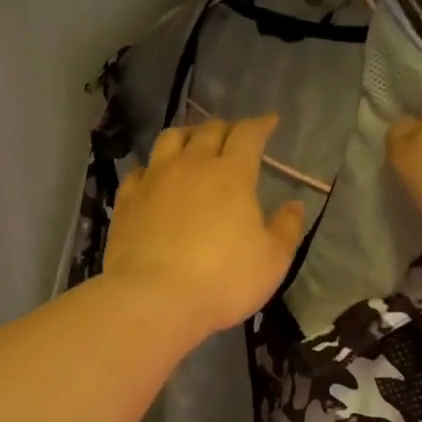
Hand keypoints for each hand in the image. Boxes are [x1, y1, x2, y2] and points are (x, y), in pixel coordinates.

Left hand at [103, 116, 308, 337]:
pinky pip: (140, 170)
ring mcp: (154, 180)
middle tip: (234, 136)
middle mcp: (192, 165)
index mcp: (232, 174)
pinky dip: (153, 167)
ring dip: (187, 135)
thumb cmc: (223, 281)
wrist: (155, 298)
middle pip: (209, 131)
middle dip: (226, 128)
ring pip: (170, 139)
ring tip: (194, 143)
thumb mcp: (272, 261)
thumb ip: (286, 229)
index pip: (248, 135)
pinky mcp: (127, 200)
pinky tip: (155, 177)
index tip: (270, 122)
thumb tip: (294, 205)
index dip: (261, 125)